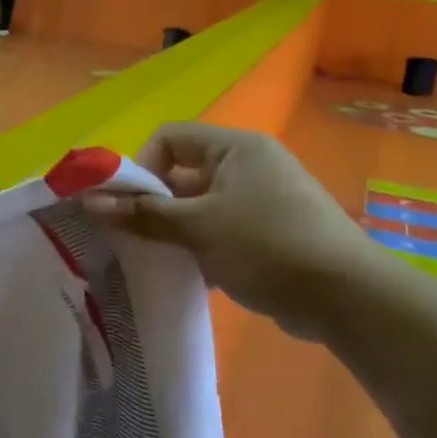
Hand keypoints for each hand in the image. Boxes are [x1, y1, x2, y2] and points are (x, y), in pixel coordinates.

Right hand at [81, 124, 387, 337]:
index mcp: (235, 148)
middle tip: (132, 236)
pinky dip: (198, 247)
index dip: (142, 166)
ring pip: (197, 206)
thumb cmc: (268, 246)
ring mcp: (259, 200)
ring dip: (173, 230)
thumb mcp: (199, 228)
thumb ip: (143, 214)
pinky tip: (187, 274)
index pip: (170, 139)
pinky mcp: (267, 233)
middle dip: (153, 204)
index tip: (130, 206)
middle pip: (181, 173)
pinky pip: (217, 230)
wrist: (347, 298)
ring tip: (156, 258)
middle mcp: (248, 166)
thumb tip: (89, 202)